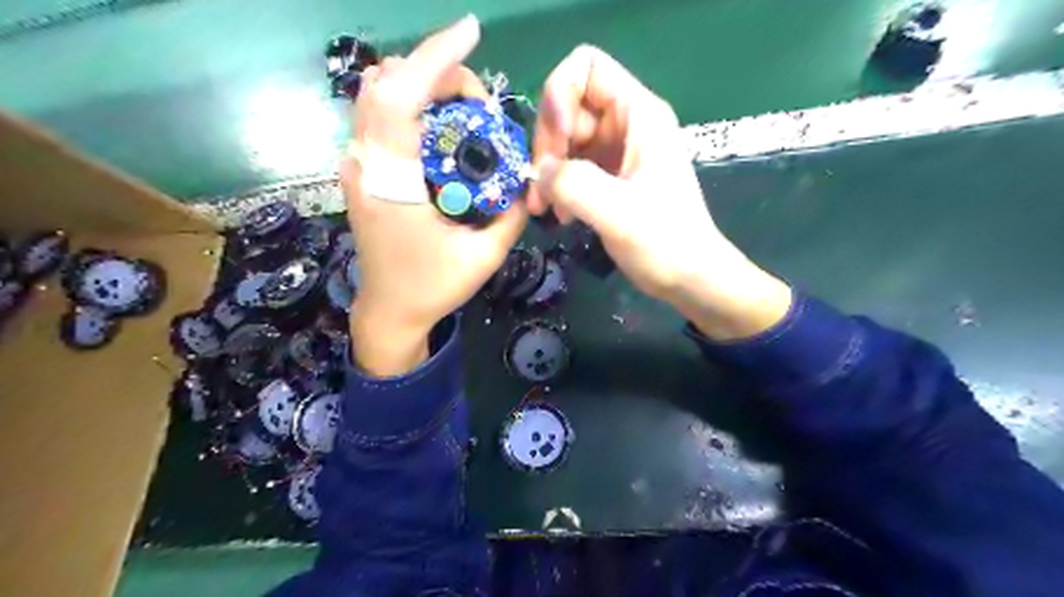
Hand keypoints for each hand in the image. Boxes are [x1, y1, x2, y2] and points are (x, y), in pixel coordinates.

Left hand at [345, 16, 527, 375]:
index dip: (434, 58)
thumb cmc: (433, 288)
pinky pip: (379, 117)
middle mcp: (364, 165)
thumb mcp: (484, 256)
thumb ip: (511, 214)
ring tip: (463, 108)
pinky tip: (440, 124)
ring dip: (420, 85)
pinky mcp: (361, 172)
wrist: (389, 311)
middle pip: (385, 84)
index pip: (400, 98)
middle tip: (478, 98)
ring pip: (377, 96)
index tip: (470, 33)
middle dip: (435, 71)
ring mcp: (357, 167)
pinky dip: (410, 104)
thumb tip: (527, 178)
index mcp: (392, 183)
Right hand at [531, 48, 787, 340]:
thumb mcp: (617, 211)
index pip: (586, 68)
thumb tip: (540, 173)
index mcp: (639, 115)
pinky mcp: (610, 176)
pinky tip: (561, 215)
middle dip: (548, 144)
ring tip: (547, 209)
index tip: (558, 143)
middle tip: (541, 188)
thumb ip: (572, 183)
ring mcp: (618, 150)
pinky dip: (559, 186)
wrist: (688, 278)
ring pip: (565, 139)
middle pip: (568, 106)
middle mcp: (626, 123)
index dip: (560, 96)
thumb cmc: (664, 242)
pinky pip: (572, 166)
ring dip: (549, 171)